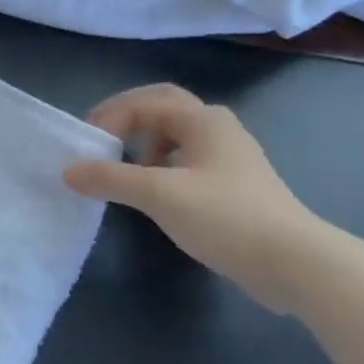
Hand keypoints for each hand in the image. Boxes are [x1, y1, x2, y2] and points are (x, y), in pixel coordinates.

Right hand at [63, 84, 330, 312]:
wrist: (294, 262)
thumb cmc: (226, 217)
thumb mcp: (160, 195)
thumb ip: (111, 179)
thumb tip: (69, 170)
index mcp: (202, 119)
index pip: (144, 102)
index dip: (109, 116)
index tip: (85, 145)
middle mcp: (217, 127)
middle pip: (164, 108)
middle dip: (128, 120)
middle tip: (100, 141)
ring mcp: (230, 156)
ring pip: (177, 136)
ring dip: (146, 144)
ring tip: (125, 171)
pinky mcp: (236, 185)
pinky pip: (189, 161)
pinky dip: (163, 167)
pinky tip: (157, 195)